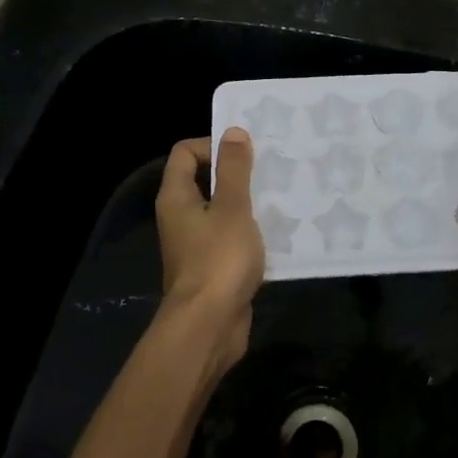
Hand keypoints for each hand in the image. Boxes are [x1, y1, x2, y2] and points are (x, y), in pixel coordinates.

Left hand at [155, 128, 264, 362]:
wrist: (209, 325)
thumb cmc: (218, 259)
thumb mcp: (232, 208)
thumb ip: (234, 170)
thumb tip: (232, 132)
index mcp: (176, 197)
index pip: (185, 152)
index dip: (213, 145)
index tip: (246, 152)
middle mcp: (181, 217)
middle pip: (205, 180)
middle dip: (237, 173)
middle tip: (271, 169)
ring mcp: (196, 244)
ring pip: (222, 211)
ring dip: (248, 204)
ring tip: (281, 196)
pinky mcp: (214, 267)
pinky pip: (232, 239)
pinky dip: (251, 232)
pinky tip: (280, 232)